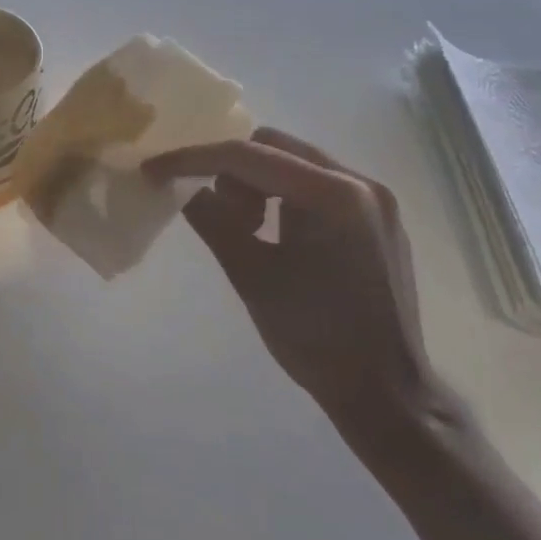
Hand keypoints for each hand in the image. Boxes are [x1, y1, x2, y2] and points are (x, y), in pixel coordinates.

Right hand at [146, 128, 449, 436]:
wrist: (386, 393)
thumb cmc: (315, 338)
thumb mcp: (251, 276)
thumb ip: (211, 220)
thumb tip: (179, 186)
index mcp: (333, 195)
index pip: (248, 156)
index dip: (193, 158)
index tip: (154, 169)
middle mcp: (360, 181)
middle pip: (273, 146)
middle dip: (230, 170)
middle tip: (214, 211)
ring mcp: (374, 197)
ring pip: (293, 161)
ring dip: (257, 182)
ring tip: (248, 229)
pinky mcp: (376, 215)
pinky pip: (315, 183)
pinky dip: (283, 196)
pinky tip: (275, 234)